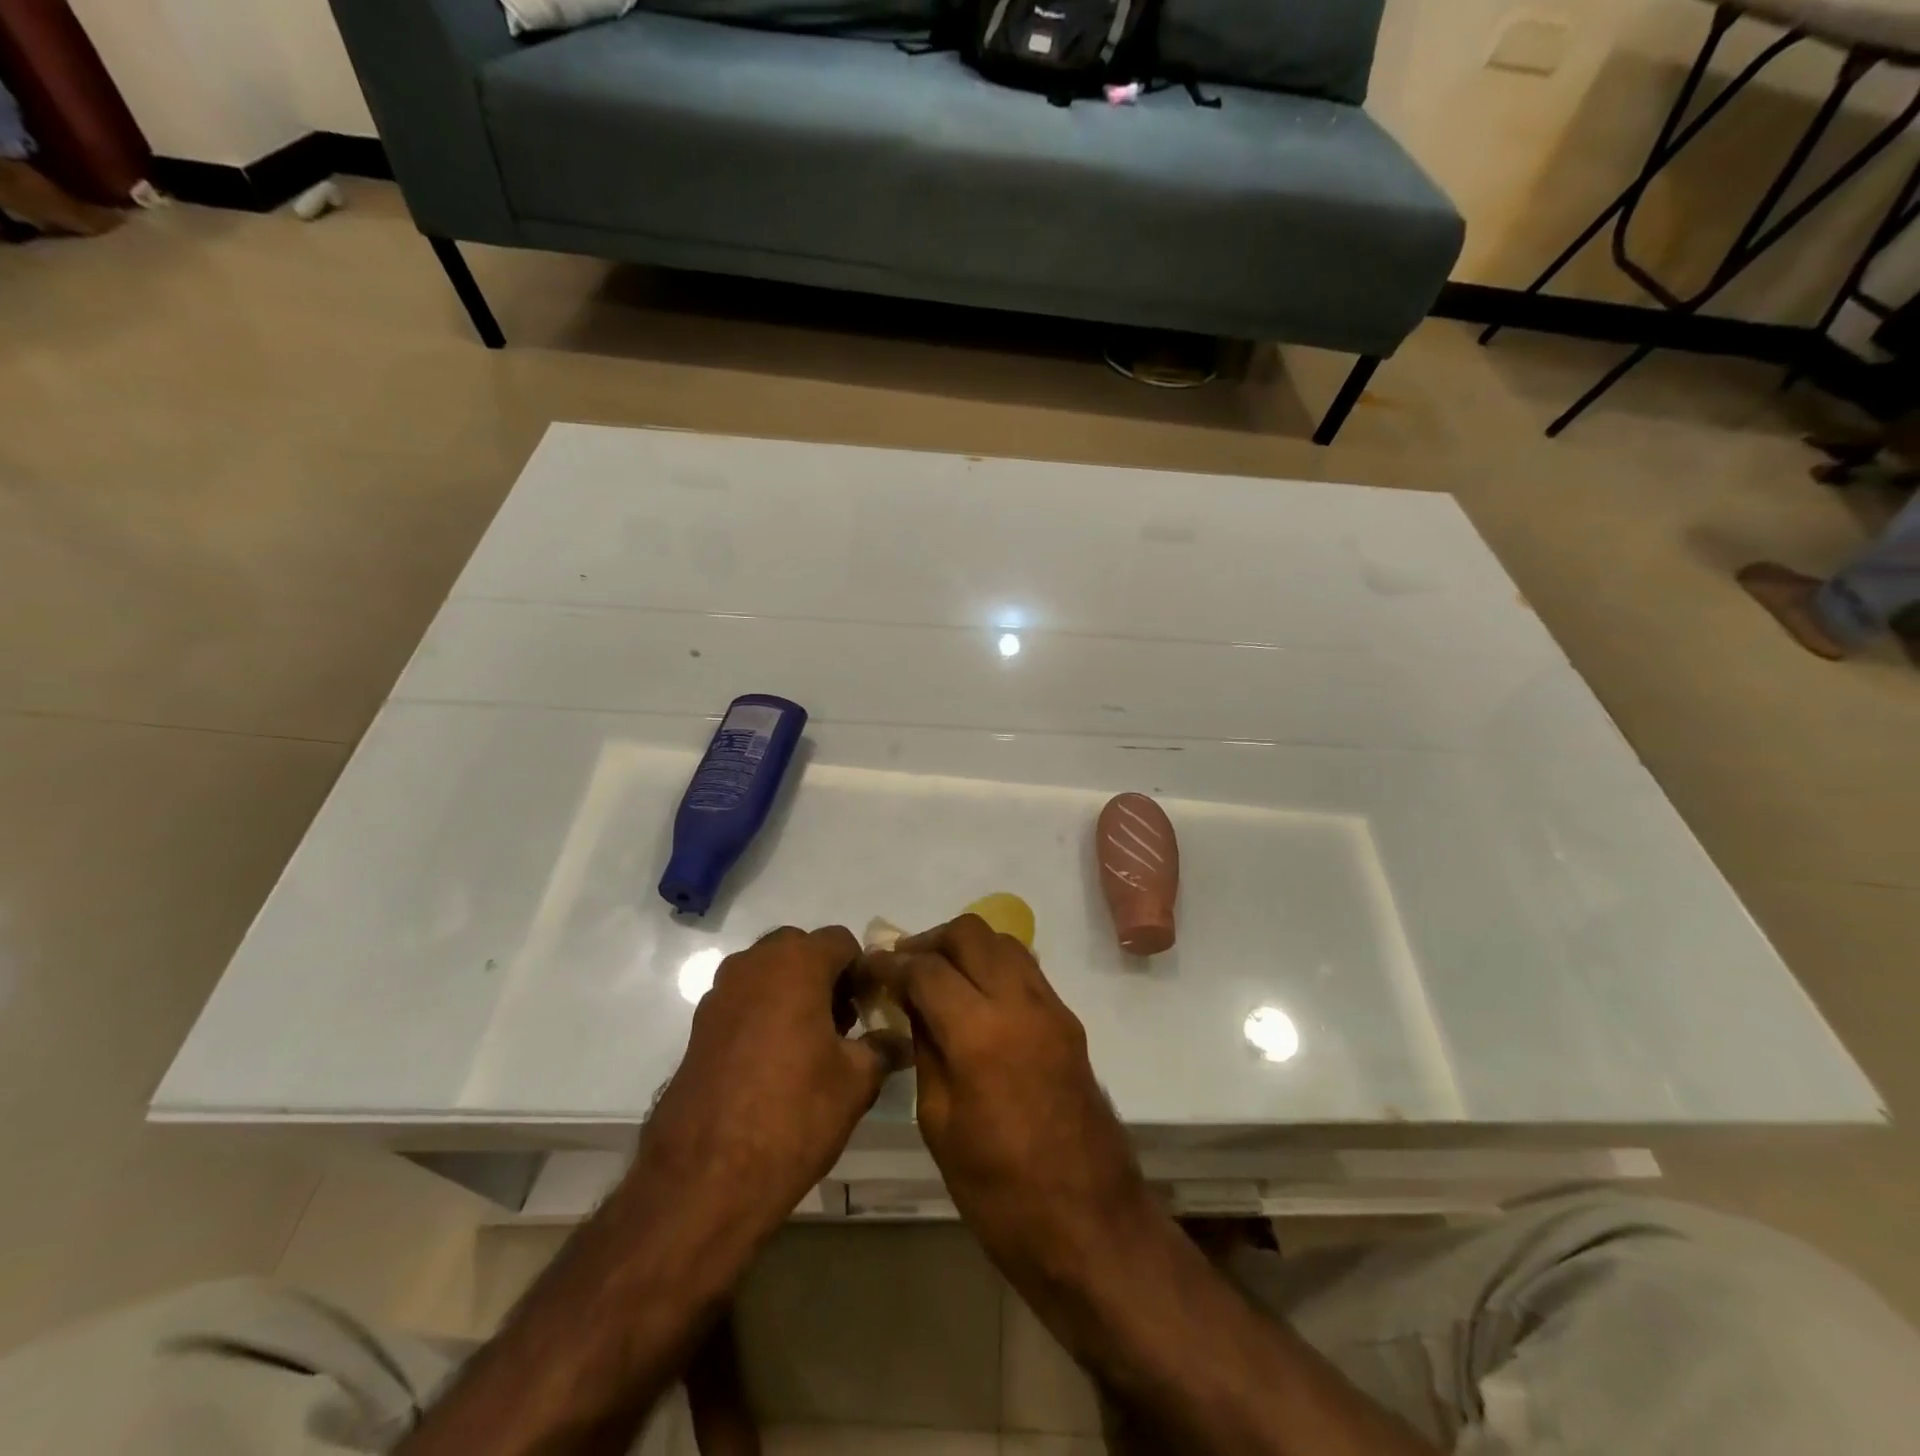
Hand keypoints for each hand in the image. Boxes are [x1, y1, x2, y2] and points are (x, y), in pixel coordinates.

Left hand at [643, 926, 903, 1236]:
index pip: (841, 941)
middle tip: (843, 1024)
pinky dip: (764, 1014)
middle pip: (800, 950)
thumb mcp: (856, 1082)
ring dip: (793, 992)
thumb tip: (896, 1039)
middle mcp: (754, 964)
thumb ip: (882, 1048)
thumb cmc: (793, 1114)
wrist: (706, 1177)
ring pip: (768, 973)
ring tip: (810, 1045)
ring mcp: (720, 993)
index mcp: (797, 963)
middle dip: (825, 976)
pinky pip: (743, 1001)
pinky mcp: (699, 1026)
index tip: (871, 1008)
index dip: (862, 970)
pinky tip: (775, 1063)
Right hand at [862, 915, 1154, 1282]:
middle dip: (930, 941)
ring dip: (965, 947)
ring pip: (1003, 941)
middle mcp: (1020, 1003)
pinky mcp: (1069, 1020)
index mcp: (980, 1033)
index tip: (867, 967)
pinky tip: (973, 997)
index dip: (890, 963)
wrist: (1089, 1225)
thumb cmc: (999, 1193)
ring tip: (936, 977)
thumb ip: (925, 1050)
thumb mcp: (939, 1123)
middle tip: (903, 967)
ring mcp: (1052, 1007)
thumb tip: (911, 1006)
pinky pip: (1025, 968)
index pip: (926, 968)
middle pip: (970, 933)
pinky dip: (993, 965)